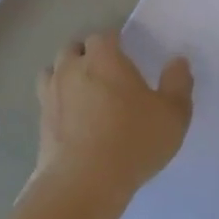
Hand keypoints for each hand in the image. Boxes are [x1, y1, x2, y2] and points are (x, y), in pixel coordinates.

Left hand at [36, 32, 193, 198]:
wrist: (85, 182)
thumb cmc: (134, 140)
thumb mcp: (173, 114)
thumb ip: (178, 83)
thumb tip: (177, 62)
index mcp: (103, 58)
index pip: (105, 36)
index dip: (116, 43)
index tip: (128, 57)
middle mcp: (71, 69)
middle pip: (74, 49)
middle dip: (88, 55)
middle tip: (108, 75)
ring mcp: (50, 95)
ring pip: (53, 71)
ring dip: (66, 76)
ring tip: (84, 93)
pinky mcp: (40, 122)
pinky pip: (47, 101)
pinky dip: (58, 103)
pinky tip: (73, 120)